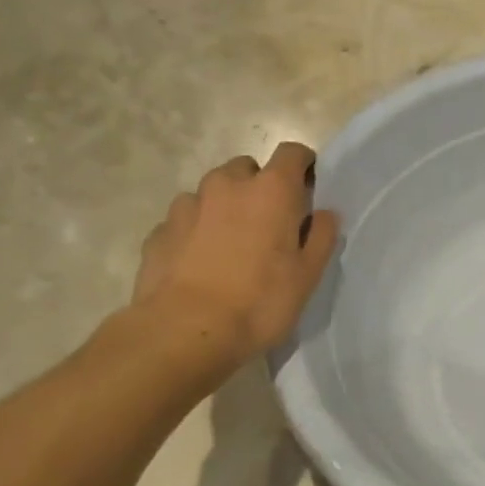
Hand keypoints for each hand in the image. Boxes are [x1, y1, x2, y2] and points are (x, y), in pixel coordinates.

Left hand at [132, 142, 338, 369]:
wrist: (185, 332)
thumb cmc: (259, 302)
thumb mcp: (307, 276)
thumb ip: (321, 237)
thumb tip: (325, 214)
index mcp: (271, 190)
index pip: (292, 153)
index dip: (303, 166)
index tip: (307, 188)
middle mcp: (227, 185)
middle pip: (247, 169)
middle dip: (259, 187)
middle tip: (268, 225)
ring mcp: (187, 205)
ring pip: (212, 193)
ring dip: (224, 208)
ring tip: (229, 247)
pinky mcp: (159, 231)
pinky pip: (185, 220)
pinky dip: (195, 232)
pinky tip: (199, 264)